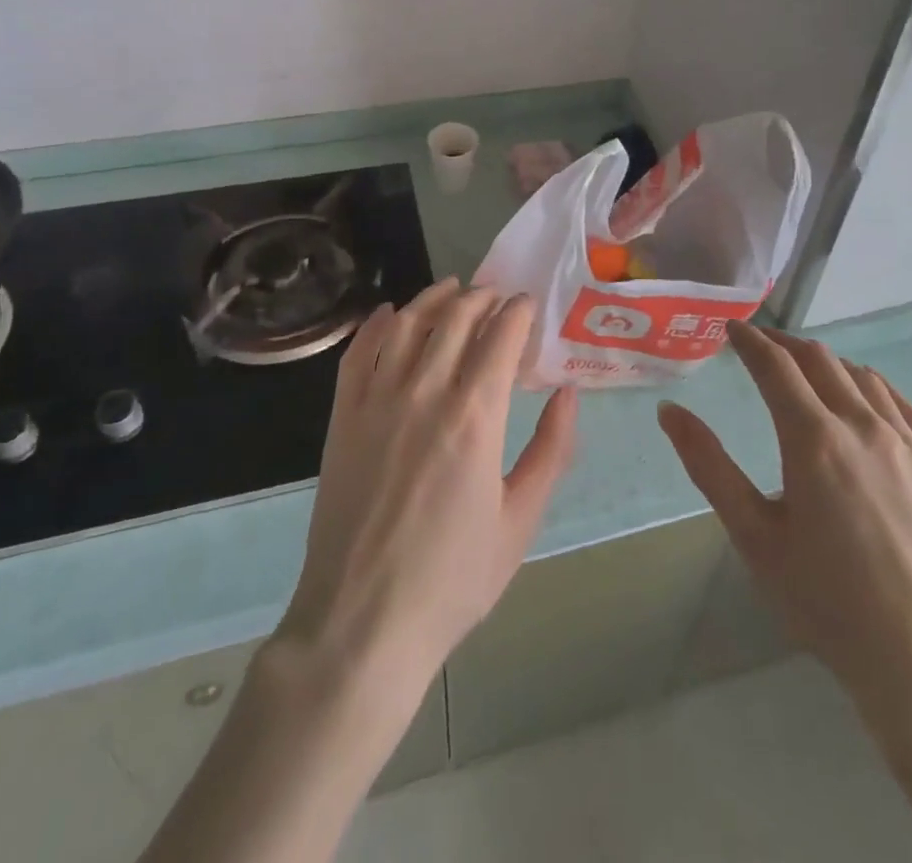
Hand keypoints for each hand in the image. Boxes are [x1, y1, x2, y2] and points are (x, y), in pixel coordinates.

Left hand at [279, 278, 580, 687]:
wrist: (363, 623)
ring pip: (408, 325)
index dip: (518, 312)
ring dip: (435, 298)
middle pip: (455, 318)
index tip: (529, 305)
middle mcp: (424, 393)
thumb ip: (551, 449)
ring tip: (454, 288)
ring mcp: (377, 401)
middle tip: (498, 296)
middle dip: (482, 297)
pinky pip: (359, 353)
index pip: (500, 337)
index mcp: (475, 416)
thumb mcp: (521, 520)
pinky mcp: (342, 417)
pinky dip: (377, 324)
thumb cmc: (453, 578)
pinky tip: (391, 313)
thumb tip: (568, 392)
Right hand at [657, 324, 911, 742]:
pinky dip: (874, 389)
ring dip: (829, 363)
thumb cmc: (828, 604)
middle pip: (821, 361)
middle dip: (786, 344)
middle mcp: (865, 427)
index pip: (776, 366)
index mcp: (814, 440)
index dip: (751, 341)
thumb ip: (709, 466)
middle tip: (762, 345)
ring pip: (865, 378)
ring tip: (809, 370)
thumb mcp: (754, 537)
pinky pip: (905, 408)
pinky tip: (867, 401)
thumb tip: (669, 410)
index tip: (732, 329)